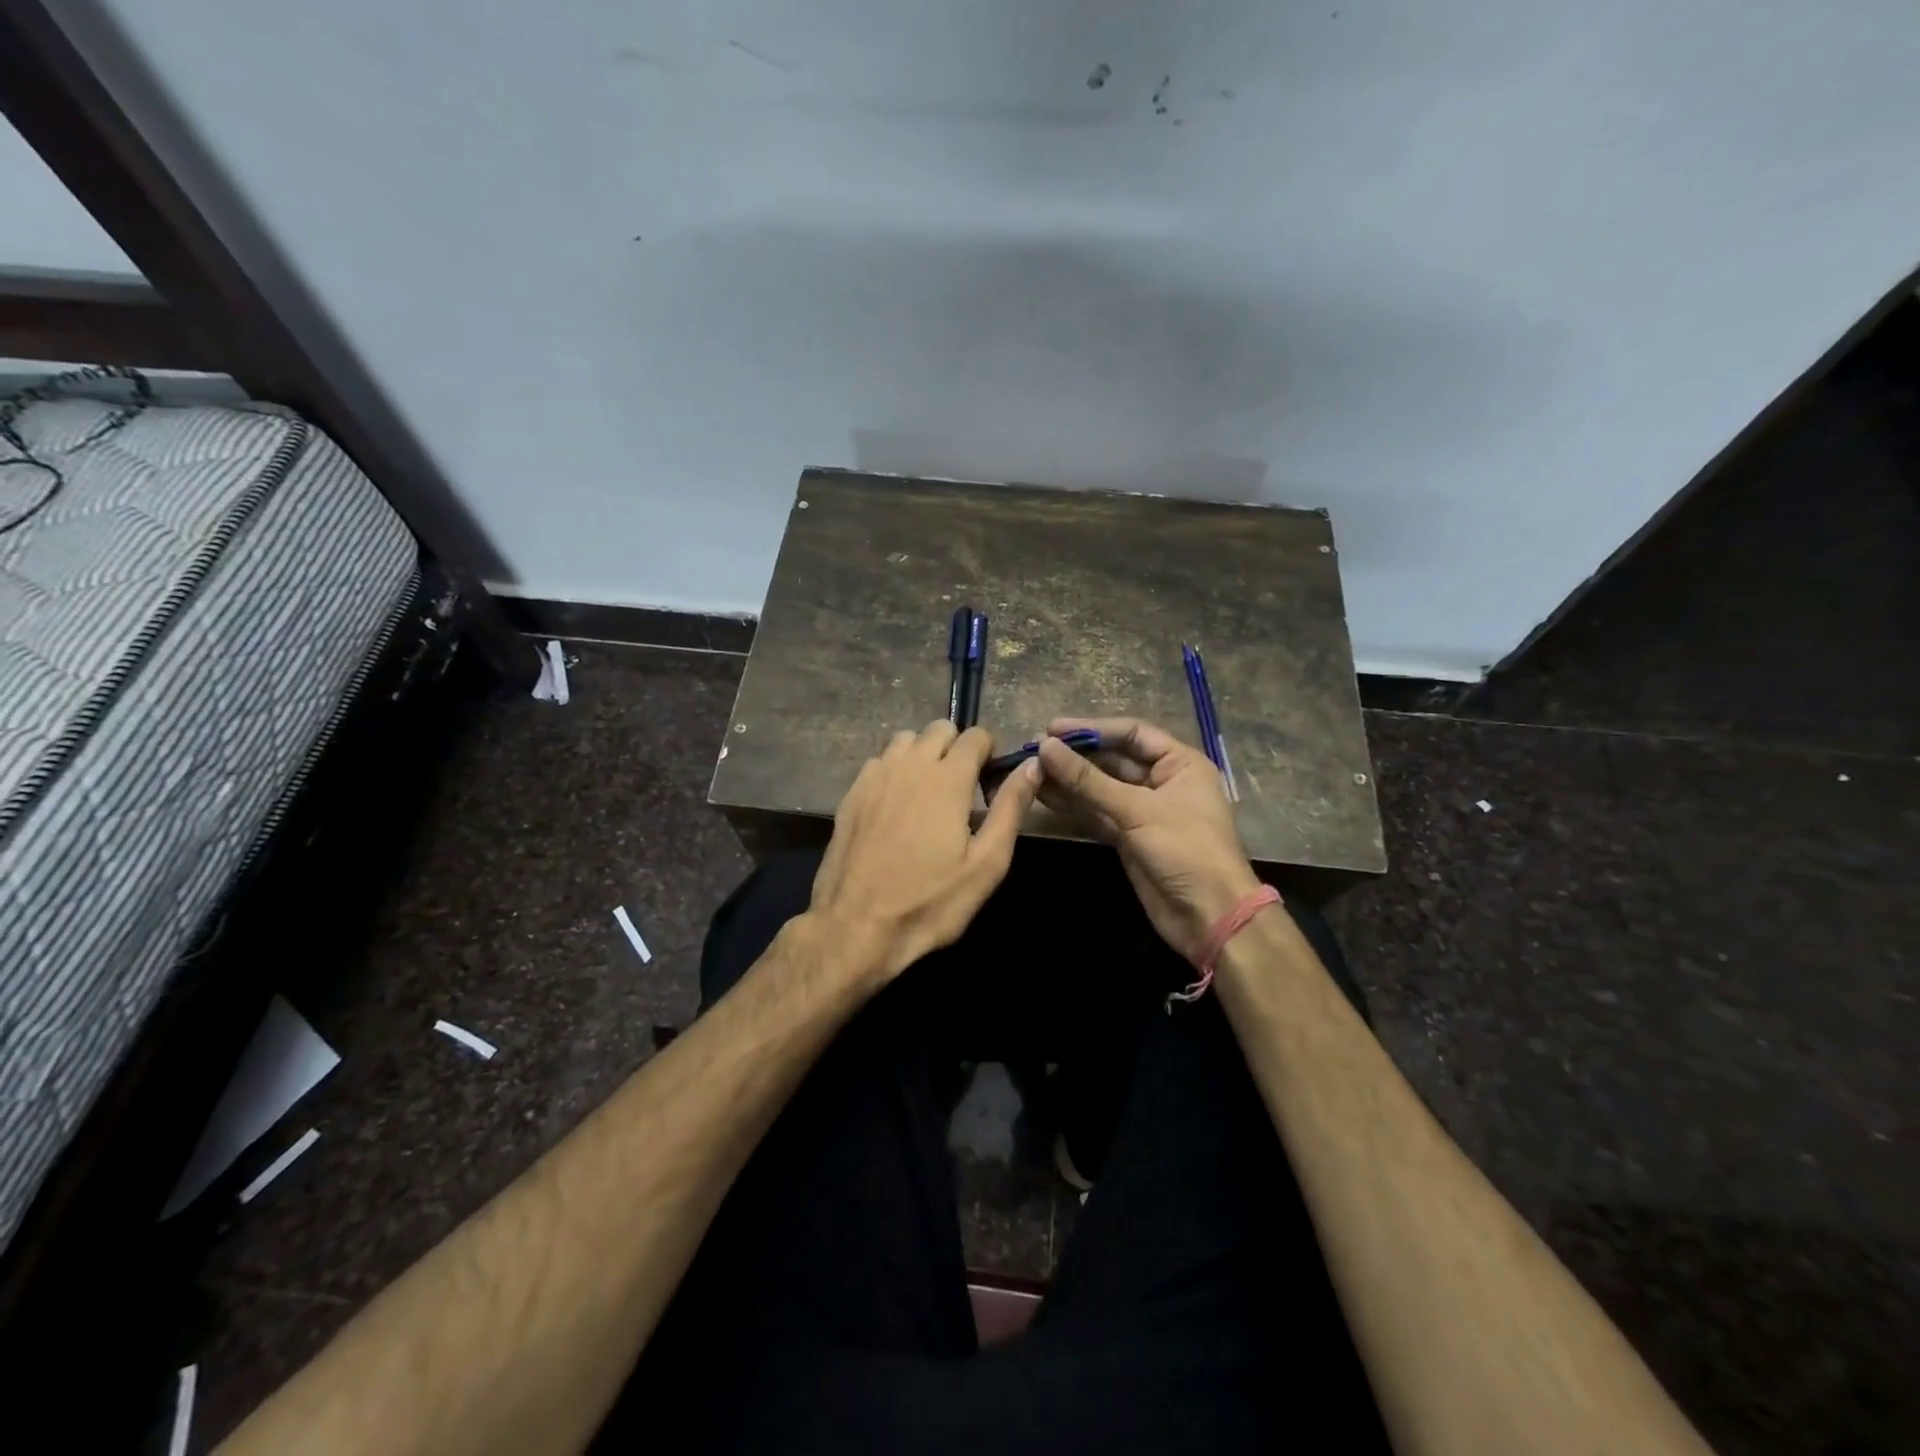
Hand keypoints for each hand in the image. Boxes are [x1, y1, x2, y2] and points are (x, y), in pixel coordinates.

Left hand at [810, 720, 1040, 987]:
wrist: (856, 926)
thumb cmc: (930, 901)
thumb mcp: (986, 863)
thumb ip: (1011, 808)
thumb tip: (1033, 765)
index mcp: (947, 778)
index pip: (976, 736)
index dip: (989, 754)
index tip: (989, 785)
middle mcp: (910, 764)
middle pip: (939, 728)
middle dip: (957, 748)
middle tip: (962, 790)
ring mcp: (875, 776)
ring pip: (905, 740)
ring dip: (923, 754)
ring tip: (928, 794)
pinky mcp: (851, 793)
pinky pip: (880, 762)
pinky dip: (895, 770)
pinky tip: (897, 807)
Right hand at [1036, 717, 1264, 962]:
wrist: (1209, 916)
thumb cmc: (1185, 850)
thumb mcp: (1137, 810)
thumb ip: (1088, 780)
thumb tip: (1045, 747)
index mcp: (1180, 763)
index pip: (1132, 734)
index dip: (1092, 729)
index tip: (1052, 729)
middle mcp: (1163, 781)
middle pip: (1114, 759)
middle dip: (1076, 755)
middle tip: (1035, 750)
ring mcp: (1145, 811)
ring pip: (1101, 787)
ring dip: (1069, 780)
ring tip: (1031, 771)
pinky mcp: (1129, 837)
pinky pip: (1097, 813)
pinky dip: (1074, 805)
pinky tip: (1044, 795)